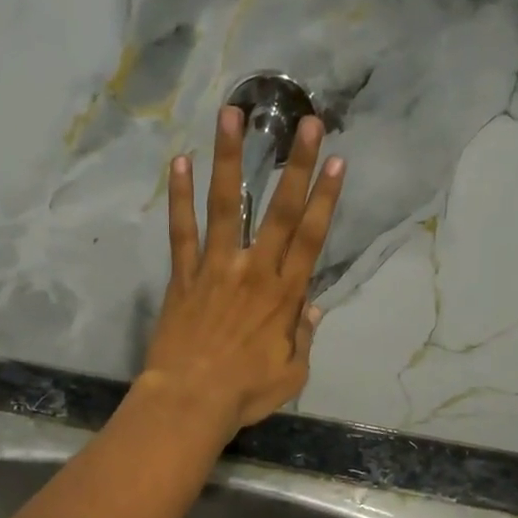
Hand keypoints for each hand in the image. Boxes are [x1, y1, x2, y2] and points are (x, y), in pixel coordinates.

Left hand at [140, 105, 343, 438]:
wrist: (190, 402)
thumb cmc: (244, 393)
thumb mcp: (291, 373)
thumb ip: (302, 336)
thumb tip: (312, 308)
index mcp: (284, 295)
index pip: (311, 237)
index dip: (326, 198)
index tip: (336, 160)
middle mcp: (254, 271)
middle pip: (279, 211)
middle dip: (296, 165)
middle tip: (306, 123)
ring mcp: (215, 268)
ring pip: (226, 205)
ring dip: (230, 158)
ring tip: (232, 115)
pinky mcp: (183, 276)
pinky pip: (181, 230)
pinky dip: (180, 196)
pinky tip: (180, 161)